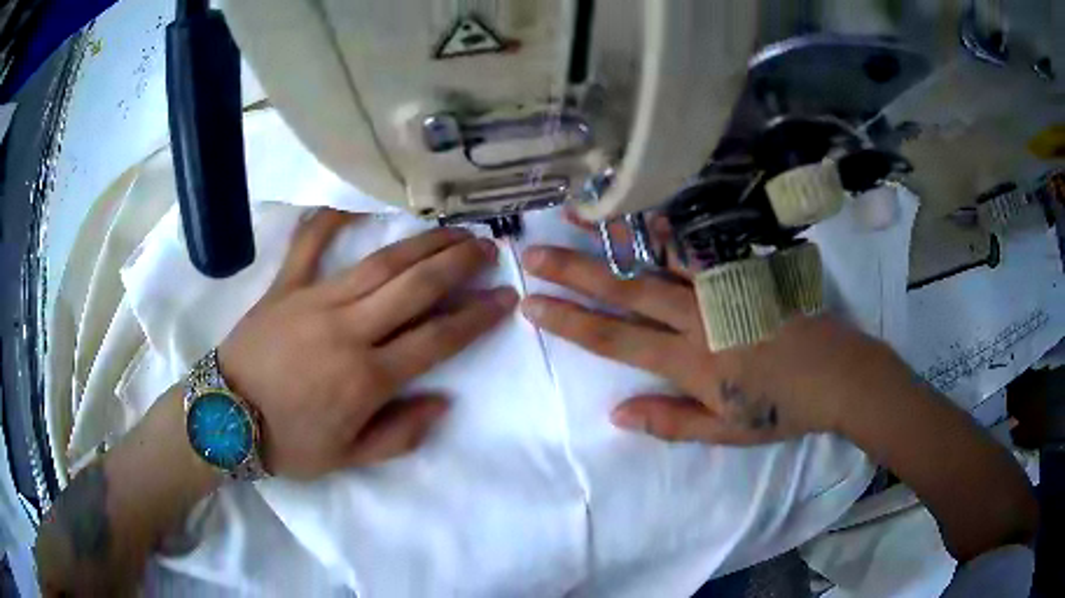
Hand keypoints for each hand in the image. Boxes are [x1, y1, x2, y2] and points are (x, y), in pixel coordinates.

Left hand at [219, 210, 516, 478]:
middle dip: (459, 263)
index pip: (438, 339)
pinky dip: (328, 221)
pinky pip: (308, 244)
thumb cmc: (287, 444)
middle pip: (416, 286)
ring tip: (452, 229)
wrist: (223, 420)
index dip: (477, 317)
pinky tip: (350, 207)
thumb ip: (399, 435)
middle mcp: (348, 329)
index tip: (506, 297)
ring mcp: (314, 300)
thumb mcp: (348, 458)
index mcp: (367, 377)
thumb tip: (442, 402)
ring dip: (422, 243)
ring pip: (380, 262)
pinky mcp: (285, 287)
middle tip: (488, 248)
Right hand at [519, 244, 910, 444]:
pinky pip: (703, 242)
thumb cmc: (781, 409)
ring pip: (660, 254)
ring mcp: (723, 287)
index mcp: (690, 361)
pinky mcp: (746, 269)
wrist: (840, 376)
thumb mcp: (725, 431)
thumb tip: (615, 414)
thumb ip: (669, 422)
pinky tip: (645, 207)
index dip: (569, 321)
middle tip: (533, 253)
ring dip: (616, 233)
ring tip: (579, 210)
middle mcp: (698, 317)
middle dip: (573, 271)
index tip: (531, 304)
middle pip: (625, 290)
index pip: (614, 339)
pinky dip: (669, 223)